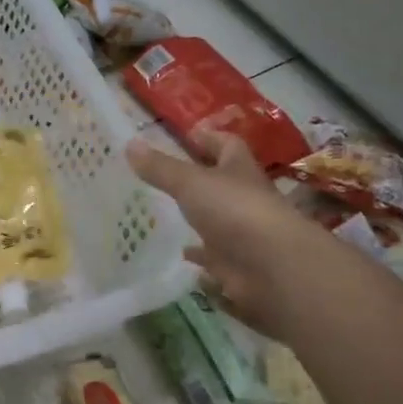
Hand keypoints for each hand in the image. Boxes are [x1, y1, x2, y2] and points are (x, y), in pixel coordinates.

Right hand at [126, 129, 326, 337]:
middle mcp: (243, 199)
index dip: (209, 138)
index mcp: (239, 170)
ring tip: (164, 216)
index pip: (227, 145)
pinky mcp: (235, 264)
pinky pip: (213, 257)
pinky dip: (199, 255)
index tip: (187, 136)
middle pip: (221, 183)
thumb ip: (160, 168)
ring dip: (197, 219)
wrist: (272, 267)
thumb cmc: (235, 211)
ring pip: (216, 221)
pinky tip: (180, 254)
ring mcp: (242, 233)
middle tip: (163, 178)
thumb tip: (130, 143)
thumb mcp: (191, 183)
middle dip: (198, 180)